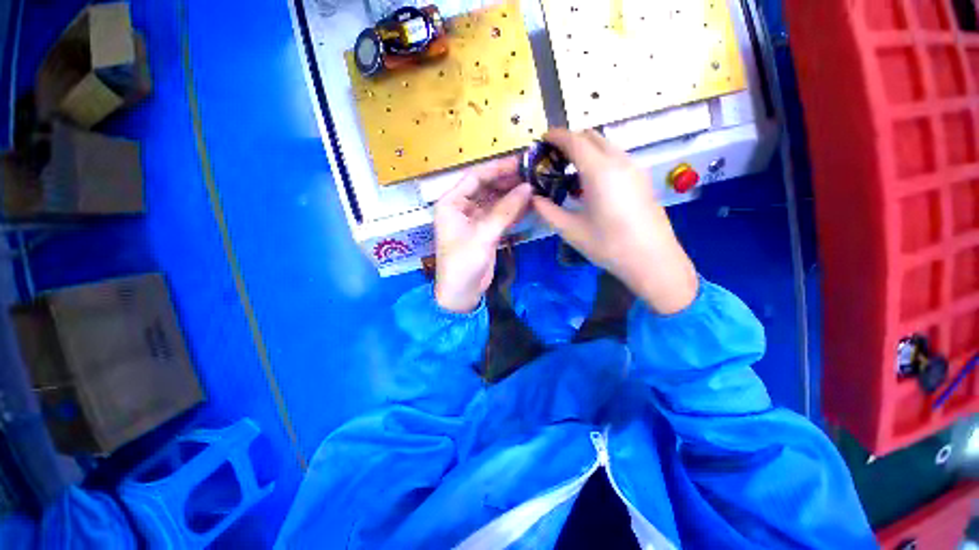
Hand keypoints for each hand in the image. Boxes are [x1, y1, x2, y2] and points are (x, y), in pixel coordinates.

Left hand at [434, 156, 531, 312]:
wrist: (462, 293)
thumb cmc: (463, 262)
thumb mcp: (483, 234)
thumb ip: (505, 210)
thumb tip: (528, 188)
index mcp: (452, 203)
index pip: (475, 177)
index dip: (497, 168)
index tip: (520, 162)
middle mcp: (462, 207)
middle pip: (487, 187)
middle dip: (508, 181)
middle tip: (532, 174)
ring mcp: (475, 220)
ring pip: (496, 201)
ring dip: (513, 195)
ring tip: (535, 186)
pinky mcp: (486, 231)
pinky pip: (501, 215)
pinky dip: (514, 210)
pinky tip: (529, 204)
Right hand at [532, 128, 697, 314]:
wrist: (652, 259)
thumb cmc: (608, 245)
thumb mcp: (571, 230)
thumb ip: (548, 210)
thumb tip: (534, 198)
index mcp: (599, 170)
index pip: (574, 140)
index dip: (556, 136)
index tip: (542, 138)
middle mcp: (619, 161)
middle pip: (591, 136)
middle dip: (570, 140)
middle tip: (552, 157)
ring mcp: (633, 168)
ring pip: (605, 145)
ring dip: (585, 150)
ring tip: (569, 171)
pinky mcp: (641, 178)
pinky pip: (615, 157)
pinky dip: (598, 159)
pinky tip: (590, 184)